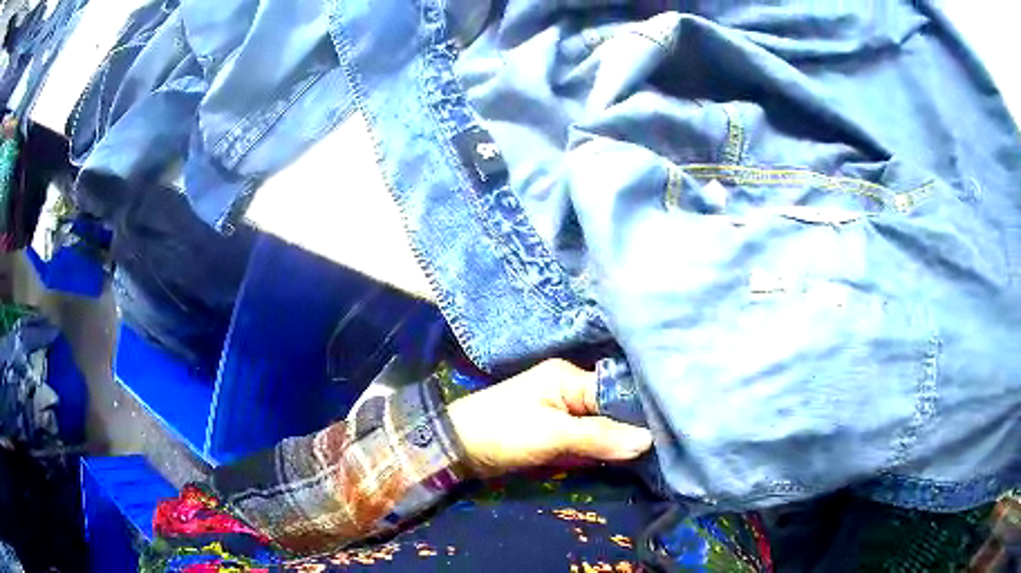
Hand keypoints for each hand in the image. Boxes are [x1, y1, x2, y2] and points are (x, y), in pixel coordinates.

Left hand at [447, 359, 652, 477]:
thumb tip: (647, 441)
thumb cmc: (501, 432)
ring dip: (620, 441)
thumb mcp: (551, 435)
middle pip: (613, 408)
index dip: (642, 410)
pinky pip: (589, 439)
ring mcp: (564, 412)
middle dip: (635, 428)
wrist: (456, 448)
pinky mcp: (557, 432)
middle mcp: (571, 389)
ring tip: (656, 454)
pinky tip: (626, 459)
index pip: (617, 390)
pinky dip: (603, 450)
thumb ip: (598, 436)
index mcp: (569, 377)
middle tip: (669, 445)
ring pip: (604, 425)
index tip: (670, 430)